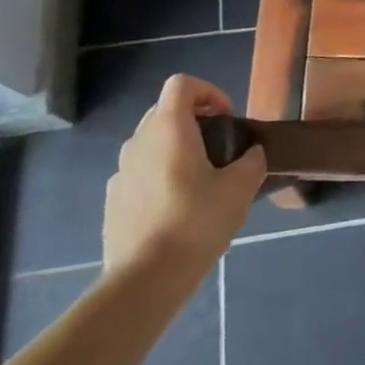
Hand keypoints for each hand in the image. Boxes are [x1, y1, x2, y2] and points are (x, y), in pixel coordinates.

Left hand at [103, 75, 265, 274]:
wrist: (144, 281)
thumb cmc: (195, 222)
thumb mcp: (240, 189)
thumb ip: (252, 162)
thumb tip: (251, 154)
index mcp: (168, 128)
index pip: (182, 84)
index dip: (209, 91)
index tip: (227, 118)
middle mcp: (138, 141)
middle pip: (165, 111)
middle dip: (194, 121)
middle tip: (218, 148)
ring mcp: (120, 172)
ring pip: (151, 144)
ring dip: (175, 151)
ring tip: (199, 182)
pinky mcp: (113, 201)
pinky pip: (139, 174)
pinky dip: (159, 178)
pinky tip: (176, 210)